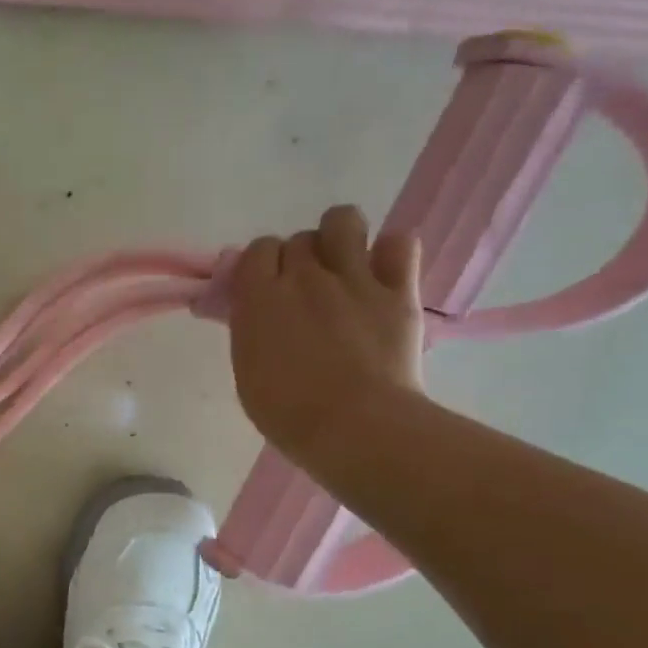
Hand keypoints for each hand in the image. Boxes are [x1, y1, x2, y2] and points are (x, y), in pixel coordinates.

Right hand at [228, 205, 425, 466]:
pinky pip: (400, 243)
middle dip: (298, 260)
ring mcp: (354, 279)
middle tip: (304, 293)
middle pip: (298, 239)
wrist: (354, 426)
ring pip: (343, 221)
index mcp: (260, 297)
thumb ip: (251, 329)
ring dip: (338, 237)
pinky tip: (383, 273)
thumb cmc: (287, 411)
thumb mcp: (247, 369)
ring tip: (342, 265)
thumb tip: (255, 310)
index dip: (261, 266)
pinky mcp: (398, 291)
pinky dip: (391, 252)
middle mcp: (305, 276)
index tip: (264, 290)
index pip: (257, 250)